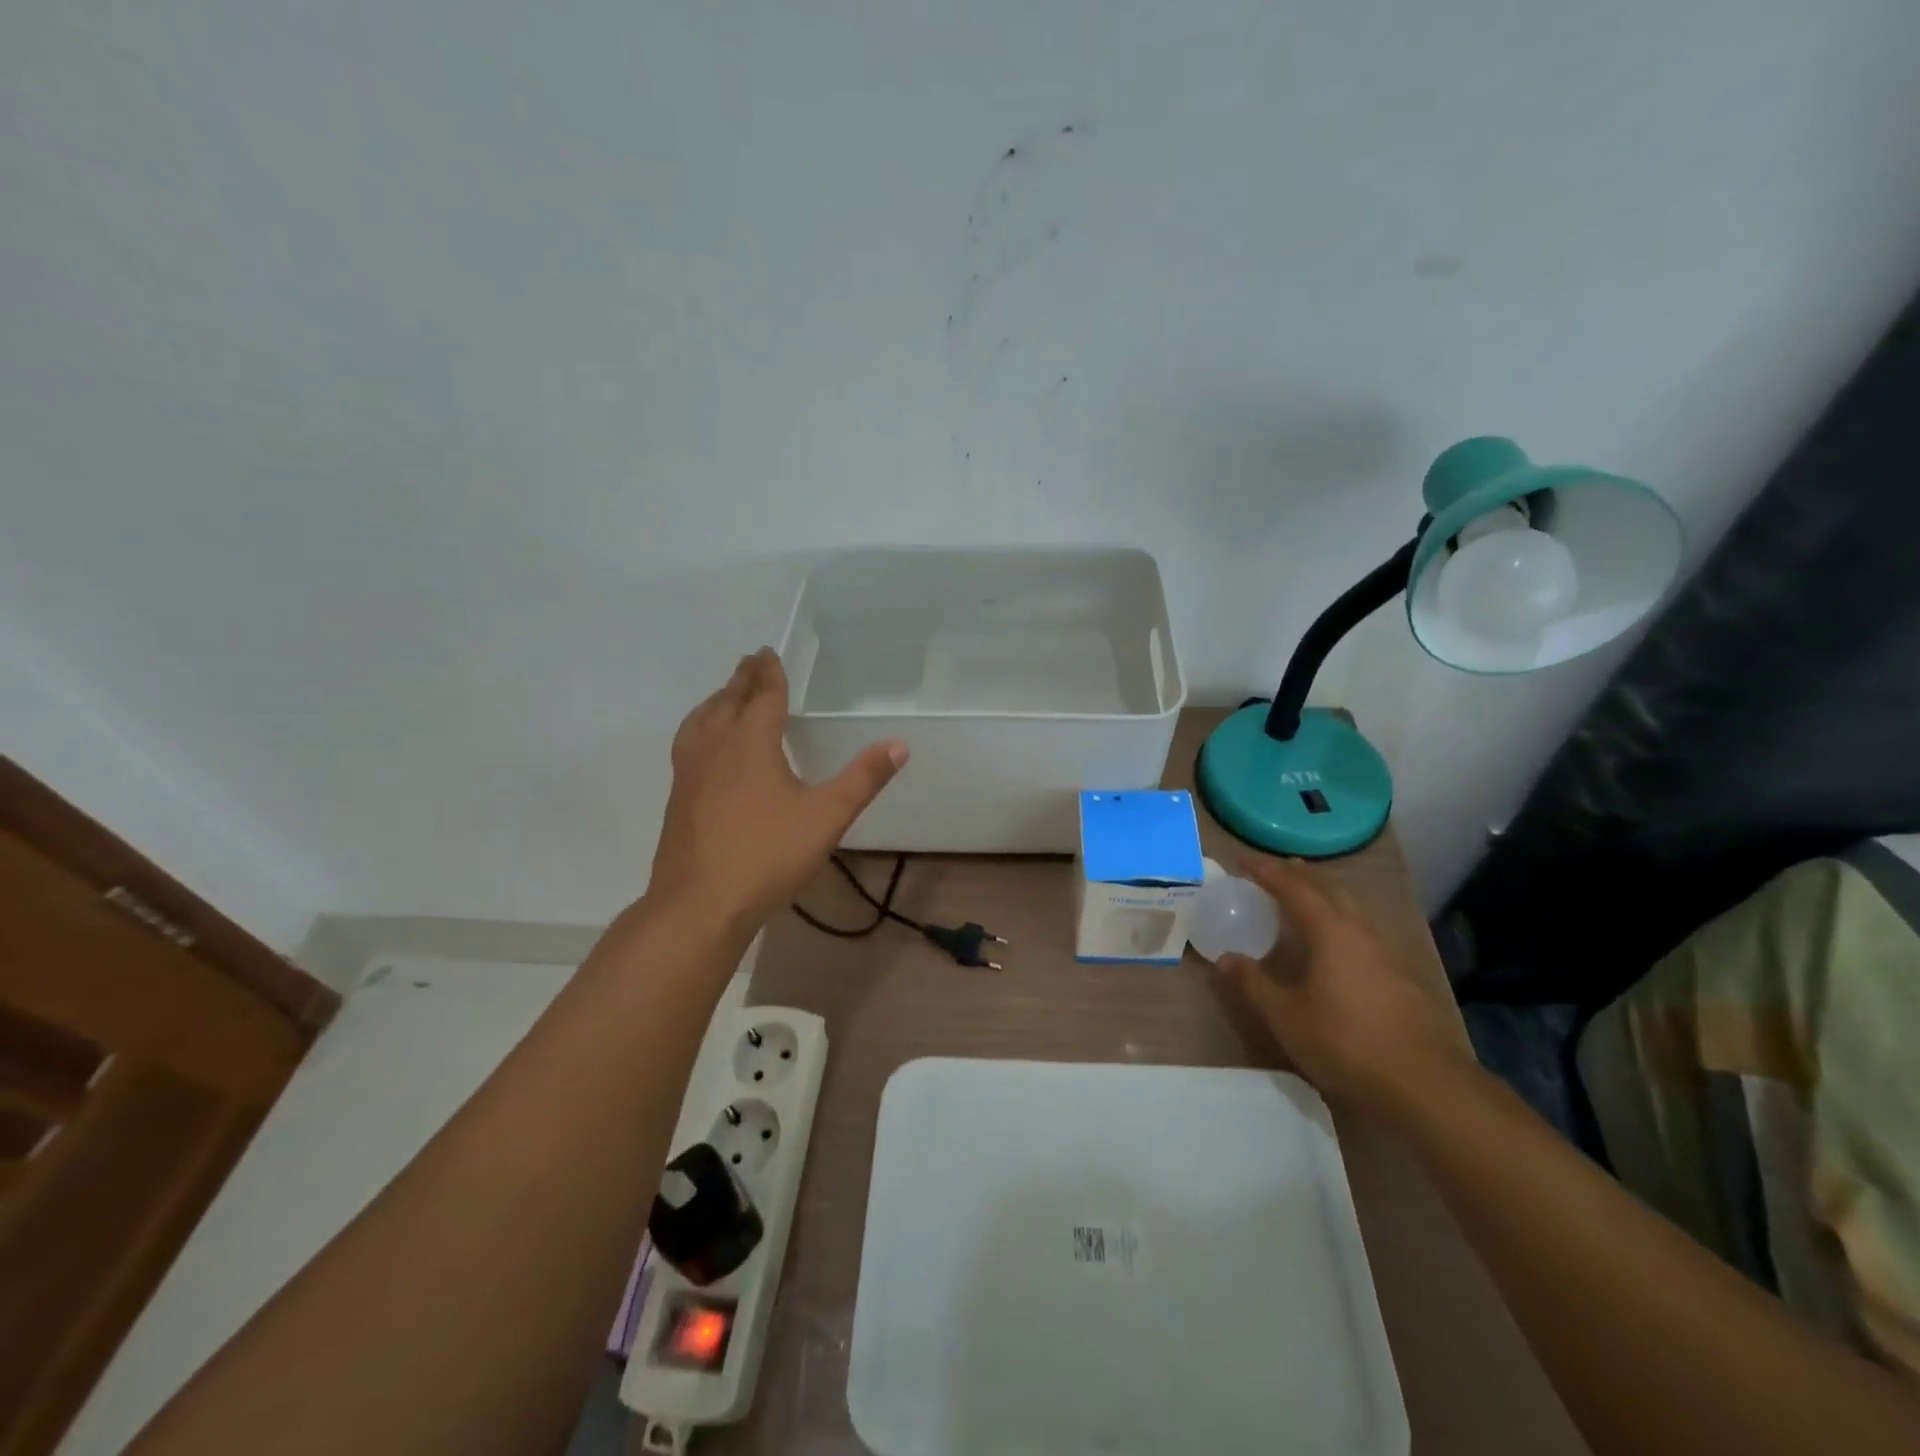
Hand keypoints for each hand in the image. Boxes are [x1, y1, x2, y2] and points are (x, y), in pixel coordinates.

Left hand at [647, 648, 907, 936]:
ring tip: (725, 696)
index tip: (767, 652)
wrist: (700, 904)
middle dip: (742, 679)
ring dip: (716, 701)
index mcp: (751, 742)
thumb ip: (863, 779)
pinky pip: (688, 743)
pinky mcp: (678, 797)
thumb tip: (899, 744)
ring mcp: (690, 772)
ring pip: (700, 721)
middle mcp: (715, 747)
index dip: (769, 673)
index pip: (762, 695)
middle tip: (750, 662)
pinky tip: (706, 749)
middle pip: (727, 701)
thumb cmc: (767, 855)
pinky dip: (700, 728)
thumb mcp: (827, 817)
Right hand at [1216, 856, 1474, 1115]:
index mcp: (1331, 932)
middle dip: (1299, 874)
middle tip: (1274, 868)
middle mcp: (1361, 932)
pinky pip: (1363, 931)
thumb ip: (1254, 984)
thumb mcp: (1287, 1017)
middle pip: (1329, 888)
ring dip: (1324, 894)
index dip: (1266, 870)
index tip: (1242, 859)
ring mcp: (1387, 953)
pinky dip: (1341, 919)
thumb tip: (1225, 958)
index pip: (1294, 887)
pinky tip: (1337, 941)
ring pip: (1351, 908)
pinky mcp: (1402, 977)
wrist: (1427, 1086)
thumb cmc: (1346, 1043)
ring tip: (1304, 895)